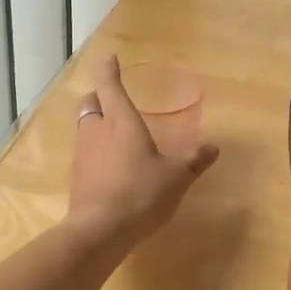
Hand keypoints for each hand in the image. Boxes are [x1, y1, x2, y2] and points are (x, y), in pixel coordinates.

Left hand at [67, 55, 218, 245]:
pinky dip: (96, 152)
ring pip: (85, 129)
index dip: (109, 69)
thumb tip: (213, 148)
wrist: (100, 231)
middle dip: (99, 97)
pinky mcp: (77, 179)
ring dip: (97, 125)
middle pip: (90, 104)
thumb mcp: (176, 176)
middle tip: (112, 99)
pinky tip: (112, 167)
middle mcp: (97, 131)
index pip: (110, 85)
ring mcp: (82, 155)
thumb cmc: (141, 192)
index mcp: (121, 121)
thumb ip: (194, 160)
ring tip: (116, 135)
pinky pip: (85, 155)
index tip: (109, 57)